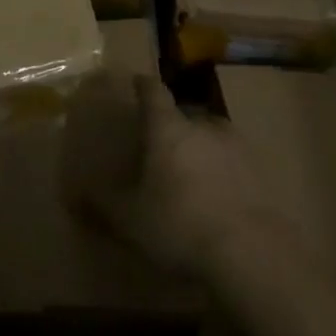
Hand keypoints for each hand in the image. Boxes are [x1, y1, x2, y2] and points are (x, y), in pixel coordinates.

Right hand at [62, 75, 295, 280]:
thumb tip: (73, 193)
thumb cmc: (179, 225)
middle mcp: (203, 125)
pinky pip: (234, 164)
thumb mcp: (130, 219)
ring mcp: (237, 147)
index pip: (153, 92)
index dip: (143, 85)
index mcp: (168, 128)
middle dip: (172, 127)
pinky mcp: (262, 172)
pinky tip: (218, 199)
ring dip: (201, 149)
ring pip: (212, 138)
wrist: (252, 254)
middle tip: (160, 147)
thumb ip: (102, 203)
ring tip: (191, 176)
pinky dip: (224, 173)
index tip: (136, 82)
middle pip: (184, 115)